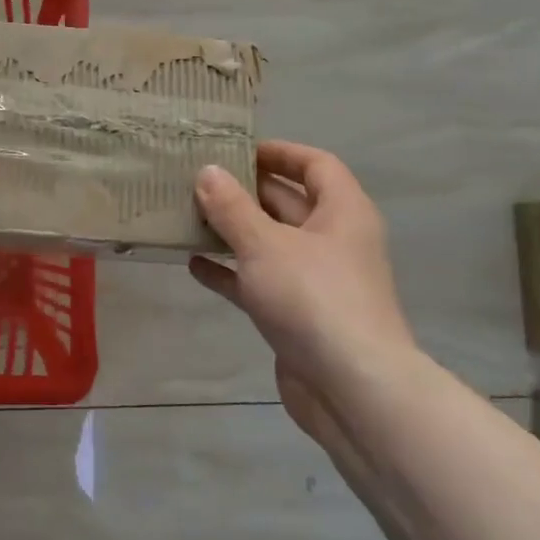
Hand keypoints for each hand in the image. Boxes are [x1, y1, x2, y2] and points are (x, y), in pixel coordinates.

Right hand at [190, 140, 415, 395]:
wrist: (352, 390)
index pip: (315, 165)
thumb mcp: (265, 244)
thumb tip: (208, 171)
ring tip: (187, 217)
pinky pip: (260, 282)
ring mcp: (317, 281)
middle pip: (288, 203)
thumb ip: (232, 207)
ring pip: (270, 244)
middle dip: (245, 192)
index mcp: (342, 212)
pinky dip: (231, 272)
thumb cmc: (313, 298)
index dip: (279, 152)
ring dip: (233, 232)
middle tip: (197, 180)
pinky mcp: (299, 316)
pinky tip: (194, 265)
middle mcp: (334, 241)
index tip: (237, 149)